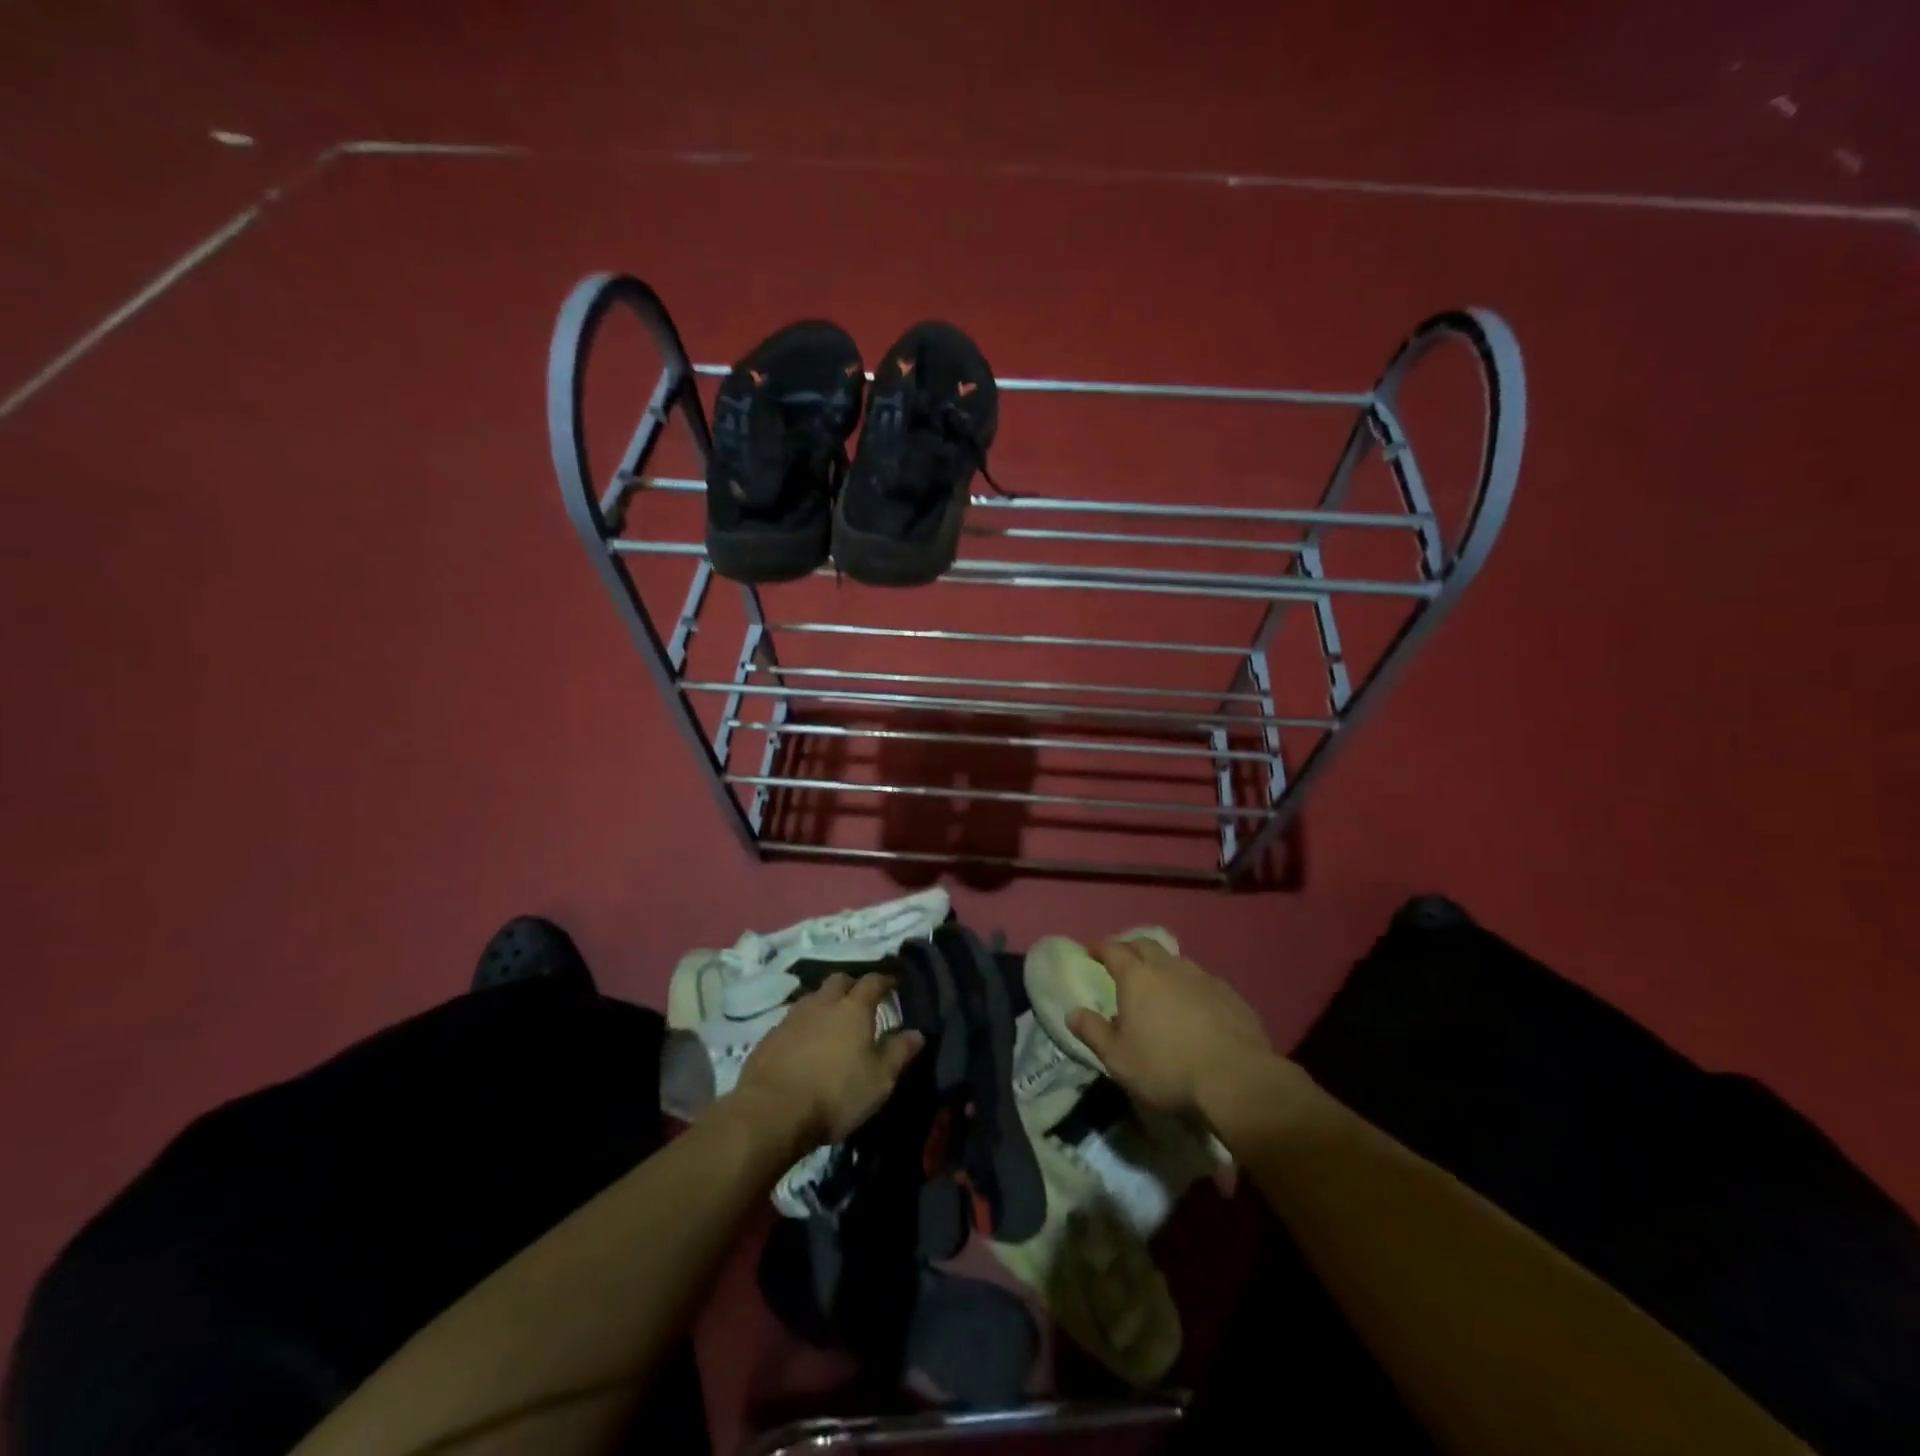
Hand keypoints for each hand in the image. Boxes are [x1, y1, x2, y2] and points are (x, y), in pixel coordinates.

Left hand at [729, 972, 923, 1150]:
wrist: (771, 1112)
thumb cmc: (835, 1094)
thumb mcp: (879, 1080)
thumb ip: (899, 1052)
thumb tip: (917, 1033)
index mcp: (853, 1008)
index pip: (873, 981)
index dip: (885, 980)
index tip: (894, 983)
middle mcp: (823, 1003)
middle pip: (839, 980)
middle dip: (852, 985)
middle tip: (860, 1000)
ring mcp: (793, 1017)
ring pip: (813, 998)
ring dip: (825, 1004)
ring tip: (832, 1022)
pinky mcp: (770, 1036)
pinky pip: (793, 1020)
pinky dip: (804, 1025)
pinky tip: (805, 1044)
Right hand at [1068, 937, 1272, 1117]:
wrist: (1236, 1078)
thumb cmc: (1166, 1067)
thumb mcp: (1118, 1058)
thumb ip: (1092, 1031)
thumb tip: (1073, 1013)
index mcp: (1137, 977)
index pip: (1113, 948)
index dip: (1100, 948)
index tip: (1092, 952)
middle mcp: (1169, 967)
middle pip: (1146, 945)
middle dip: (1131, 949)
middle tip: (1124, 963)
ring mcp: (1203, 978)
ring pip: (1177, 961)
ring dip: (1163, 967)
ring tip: (1159, 986)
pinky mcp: (1230, 995)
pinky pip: (1203, 981)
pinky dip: (1190, 987)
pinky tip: (1194, 1007)